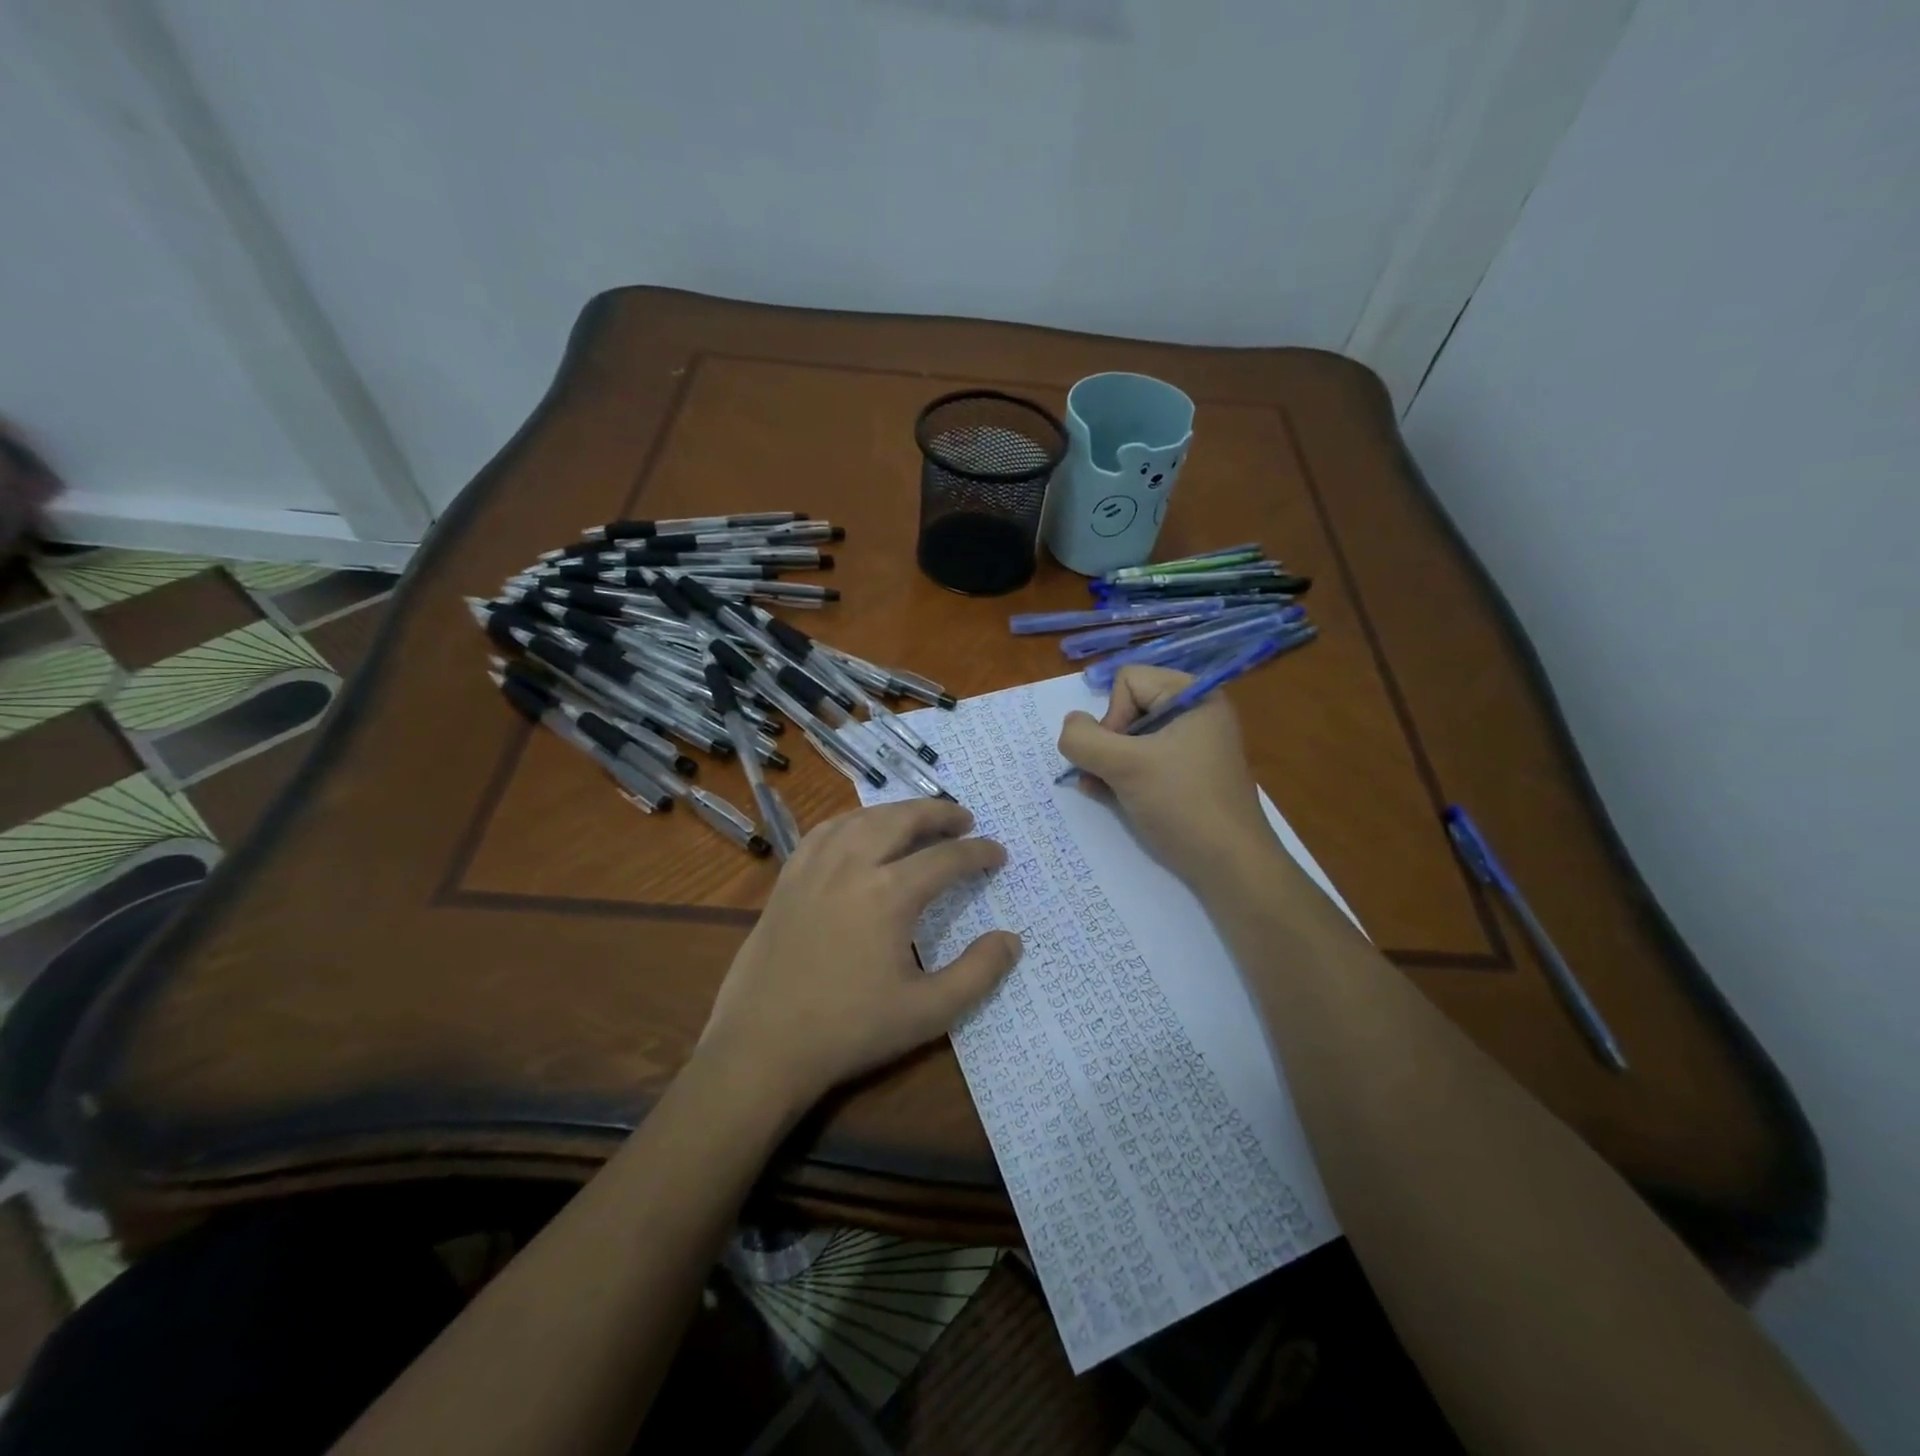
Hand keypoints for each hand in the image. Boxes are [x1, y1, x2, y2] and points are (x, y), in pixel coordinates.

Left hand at [700, 800, 1021, 1109]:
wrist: (763, 1046)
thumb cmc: (850, 1030)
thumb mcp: (927, 1012)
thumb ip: (978, 973)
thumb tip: (1012, 939)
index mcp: (889, 893)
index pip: (946, 858)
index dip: (978, 852)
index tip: (998, 853)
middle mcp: (852, 865)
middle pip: (902, 819)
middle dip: (939, 813)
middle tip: (964, 819)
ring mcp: (814, 868)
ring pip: (862, 818)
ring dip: (896, 811)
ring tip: (918, 818)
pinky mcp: (788, 879)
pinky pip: (825, 831)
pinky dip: (852, 821)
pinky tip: (859, 831)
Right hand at [1057, 665, 1274, 884]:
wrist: (1229, 867)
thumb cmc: (1182, 804)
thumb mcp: (1126, 766)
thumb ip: (1084, 740)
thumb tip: (1070, 726)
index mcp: (1194, 696)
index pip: (1128, 680)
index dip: (1113, 715)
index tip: (1122, 755)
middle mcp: (1195, 714)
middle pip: (1126, 708)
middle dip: (1108, 743)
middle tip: (1110, 775)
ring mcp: (1191, 747)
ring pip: (1129, 739)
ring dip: (1108, 763)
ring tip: (1105, 791)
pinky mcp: (1186, 776)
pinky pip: (1142, 762)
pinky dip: (1122, 776)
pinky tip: (1111, 798)